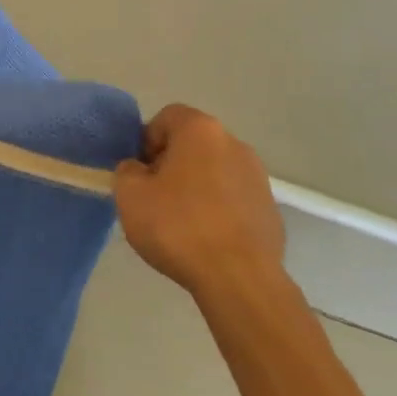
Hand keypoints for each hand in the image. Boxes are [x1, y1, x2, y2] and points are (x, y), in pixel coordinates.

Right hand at [114, 106, 285, 293]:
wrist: (238, 278)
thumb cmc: (178, 226)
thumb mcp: (129, 195)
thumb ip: (126, 171)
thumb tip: (139, 170)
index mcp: (200, 130)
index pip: (166, 117)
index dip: (146, 141)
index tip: (138, 173)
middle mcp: (234, 144)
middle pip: (192, 144)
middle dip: (171, 164)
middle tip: (154, 198)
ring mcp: (258, 177)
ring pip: (214, 172)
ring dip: (195, 187)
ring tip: (180, 224)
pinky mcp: (270, 209)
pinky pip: (233, 199)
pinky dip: (217, 210)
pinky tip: (206, 240)